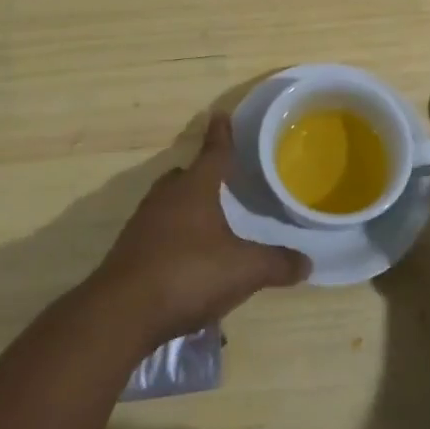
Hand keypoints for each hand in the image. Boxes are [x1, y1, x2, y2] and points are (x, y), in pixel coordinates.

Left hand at [93, 114, 308, 343]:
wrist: (123, 312)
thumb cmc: (188, 274)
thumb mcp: (244, 270)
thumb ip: (276, 263)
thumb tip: (306, 263)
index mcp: (194, 189)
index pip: (213, 153)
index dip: (221, 135)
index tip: (221, 116)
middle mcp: (166, 198)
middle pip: (185, 176)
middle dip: (201, 174)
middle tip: (220, 178)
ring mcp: (143, 224)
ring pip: (168, 203)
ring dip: (186, 207)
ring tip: (208, 220)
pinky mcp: (130, 252)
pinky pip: (157, 232)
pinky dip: (173, 236)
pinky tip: (187, 258)